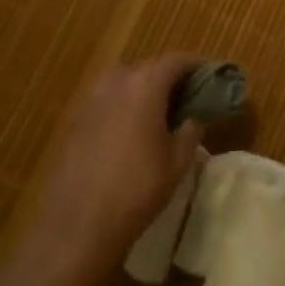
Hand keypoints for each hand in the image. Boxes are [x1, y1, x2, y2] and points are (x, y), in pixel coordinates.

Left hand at [17, 54, 204, 285]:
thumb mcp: (177, 163)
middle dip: (168, 76)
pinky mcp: (74, 121)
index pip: (175, 60)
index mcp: (145, 86)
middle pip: (147, 66)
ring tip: (156, 111)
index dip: (195, 64)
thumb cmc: (136, 190)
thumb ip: (191, 131)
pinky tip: (127, 131)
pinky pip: (104, 100)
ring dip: (142, 88)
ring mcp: (90, 101)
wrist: (77, 225)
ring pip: (122, 80)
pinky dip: (121, 104)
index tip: (210, 75)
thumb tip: (195, 117)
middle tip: (186, 96)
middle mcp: (116, 84)